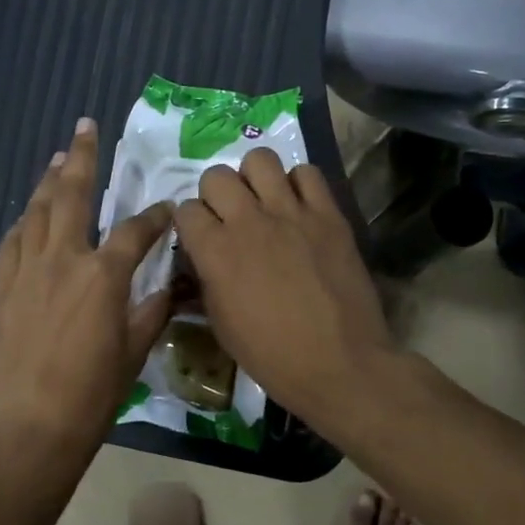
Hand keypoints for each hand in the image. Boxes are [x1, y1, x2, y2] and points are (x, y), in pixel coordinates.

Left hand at [0, 118, 172, 467]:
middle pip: (72, 195)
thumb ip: (152, 309)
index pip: (136, 230)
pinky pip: (12, 242)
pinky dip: (24, 223)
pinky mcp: (2, 288)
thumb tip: (168, 286)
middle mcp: (63, 259)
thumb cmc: (94, 393)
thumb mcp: (136, 350)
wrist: (35, 425)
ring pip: (36, 212)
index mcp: (103, 275)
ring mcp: (26, 271)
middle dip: (82, 157)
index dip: (156, 217)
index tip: (167, 210)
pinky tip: (30, 216)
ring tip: (58, 160)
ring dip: (49, 182)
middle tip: (85, 128)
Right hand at [174, 149, 398, 432]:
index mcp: (215, 251)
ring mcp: (291, 213)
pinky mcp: (329, 215)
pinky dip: (299, 184)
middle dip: (215, 194)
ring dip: (254, 178)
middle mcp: (248, 221)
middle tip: (229, 217)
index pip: (185, 210)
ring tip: (263, 201)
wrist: (338, 363)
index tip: (199, 238)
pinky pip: (308, 174)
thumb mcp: (220, 325)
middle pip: (217, 176)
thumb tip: (199, 264)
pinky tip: (299, 207)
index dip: (189, 224)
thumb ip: (204, 283)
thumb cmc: (271, 355)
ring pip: (260, 160)